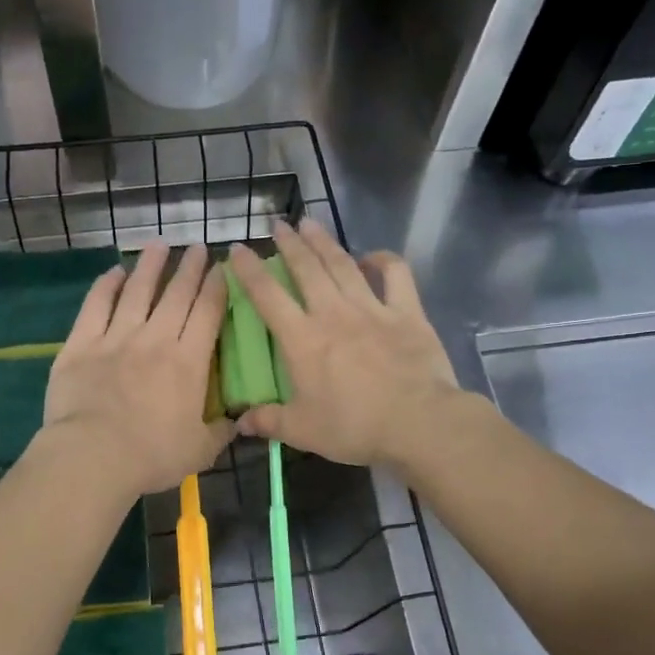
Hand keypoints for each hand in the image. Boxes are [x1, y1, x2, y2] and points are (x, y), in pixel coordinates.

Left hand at [40, 243, 233, 496]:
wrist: (93, 456)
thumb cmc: (152, 455)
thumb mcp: (200, 450)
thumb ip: (221, 431)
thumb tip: (240, 420)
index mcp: (189, 361)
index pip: (208, 312)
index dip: (217, 286)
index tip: (223, 267)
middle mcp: (156, 338)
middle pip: (176, 293)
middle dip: (190, 267)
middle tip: (198, 247)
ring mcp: (116, 337)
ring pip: (137, 290)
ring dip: (150, 265)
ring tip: (159, 245)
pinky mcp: (82, 343)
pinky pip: (96, 305)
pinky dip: (106, 285)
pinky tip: (114, 272)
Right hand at [228, 220, 463, 468]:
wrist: (418, 423)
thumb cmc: (354, 426)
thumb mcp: (302, 430)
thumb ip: (268, 422)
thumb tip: (238, 422)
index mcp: (303, 339)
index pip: (267, 296)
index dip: (249, 270)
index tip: (237, 249)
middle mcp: (333, 313)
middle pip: (306, 268)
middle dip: (289, 244)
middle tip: (278, 224)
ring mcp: (372, 308)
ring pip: (342, 264)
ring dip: (324, 241)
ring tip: (310, 223)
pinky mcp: (406, 312)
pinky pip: (395, 274)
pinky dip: (383, 259)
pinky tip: (371, 256)